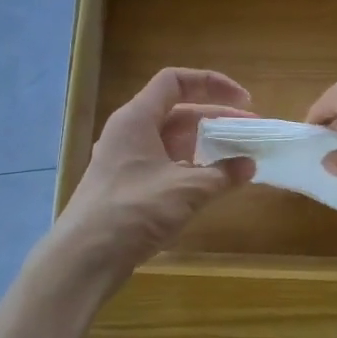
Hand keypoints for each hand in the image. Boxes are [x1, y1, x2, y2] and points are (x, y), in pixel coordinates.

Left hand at [55, 68, 254, 282]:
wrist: (87, 256)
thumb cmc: (135, 210)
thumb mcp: (187, 189)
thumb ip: (223, 174)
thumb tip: (249, 165)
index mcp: (137, 118)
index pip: (175, 81)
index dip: (211, 83)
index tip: (243, 100)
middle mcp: (129, 133)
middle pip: (177, 113)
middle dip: (216, 119)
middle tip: (250, 132)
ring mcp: (126, 161)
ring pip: (171, 142)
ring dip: (205, 146)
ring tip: (237, 158)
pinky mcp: (127, 188)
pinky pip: (164, 166)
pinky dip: (190, 169)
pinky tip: (211, 185)